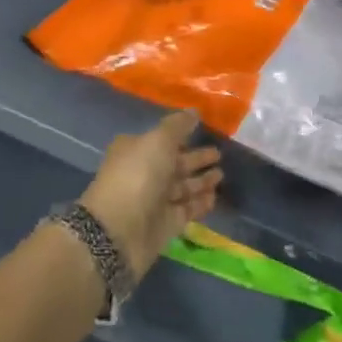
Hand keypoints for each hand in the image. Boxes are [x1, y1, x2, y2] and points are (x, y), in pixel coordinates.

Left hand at [80, 110, 223, 280]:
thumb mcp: (158, 141)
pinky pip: (187, 209)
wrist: (119, 230)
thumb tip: (194, 111)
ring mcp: (155, 200)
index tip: (203, 129)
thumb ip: (178, 125)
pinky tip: (215, 196)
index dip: (181, 134)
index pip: (163, 139)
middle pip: (175, 163)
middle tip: (219, 153)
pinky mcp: (166, 224)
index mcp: (136, 149)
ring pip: (183, 187)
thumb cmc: (138, 176)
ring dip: (201, 181)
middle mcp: (145, 173)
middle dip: (196, 158)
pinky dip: (201, 203)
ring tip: (222, 174)